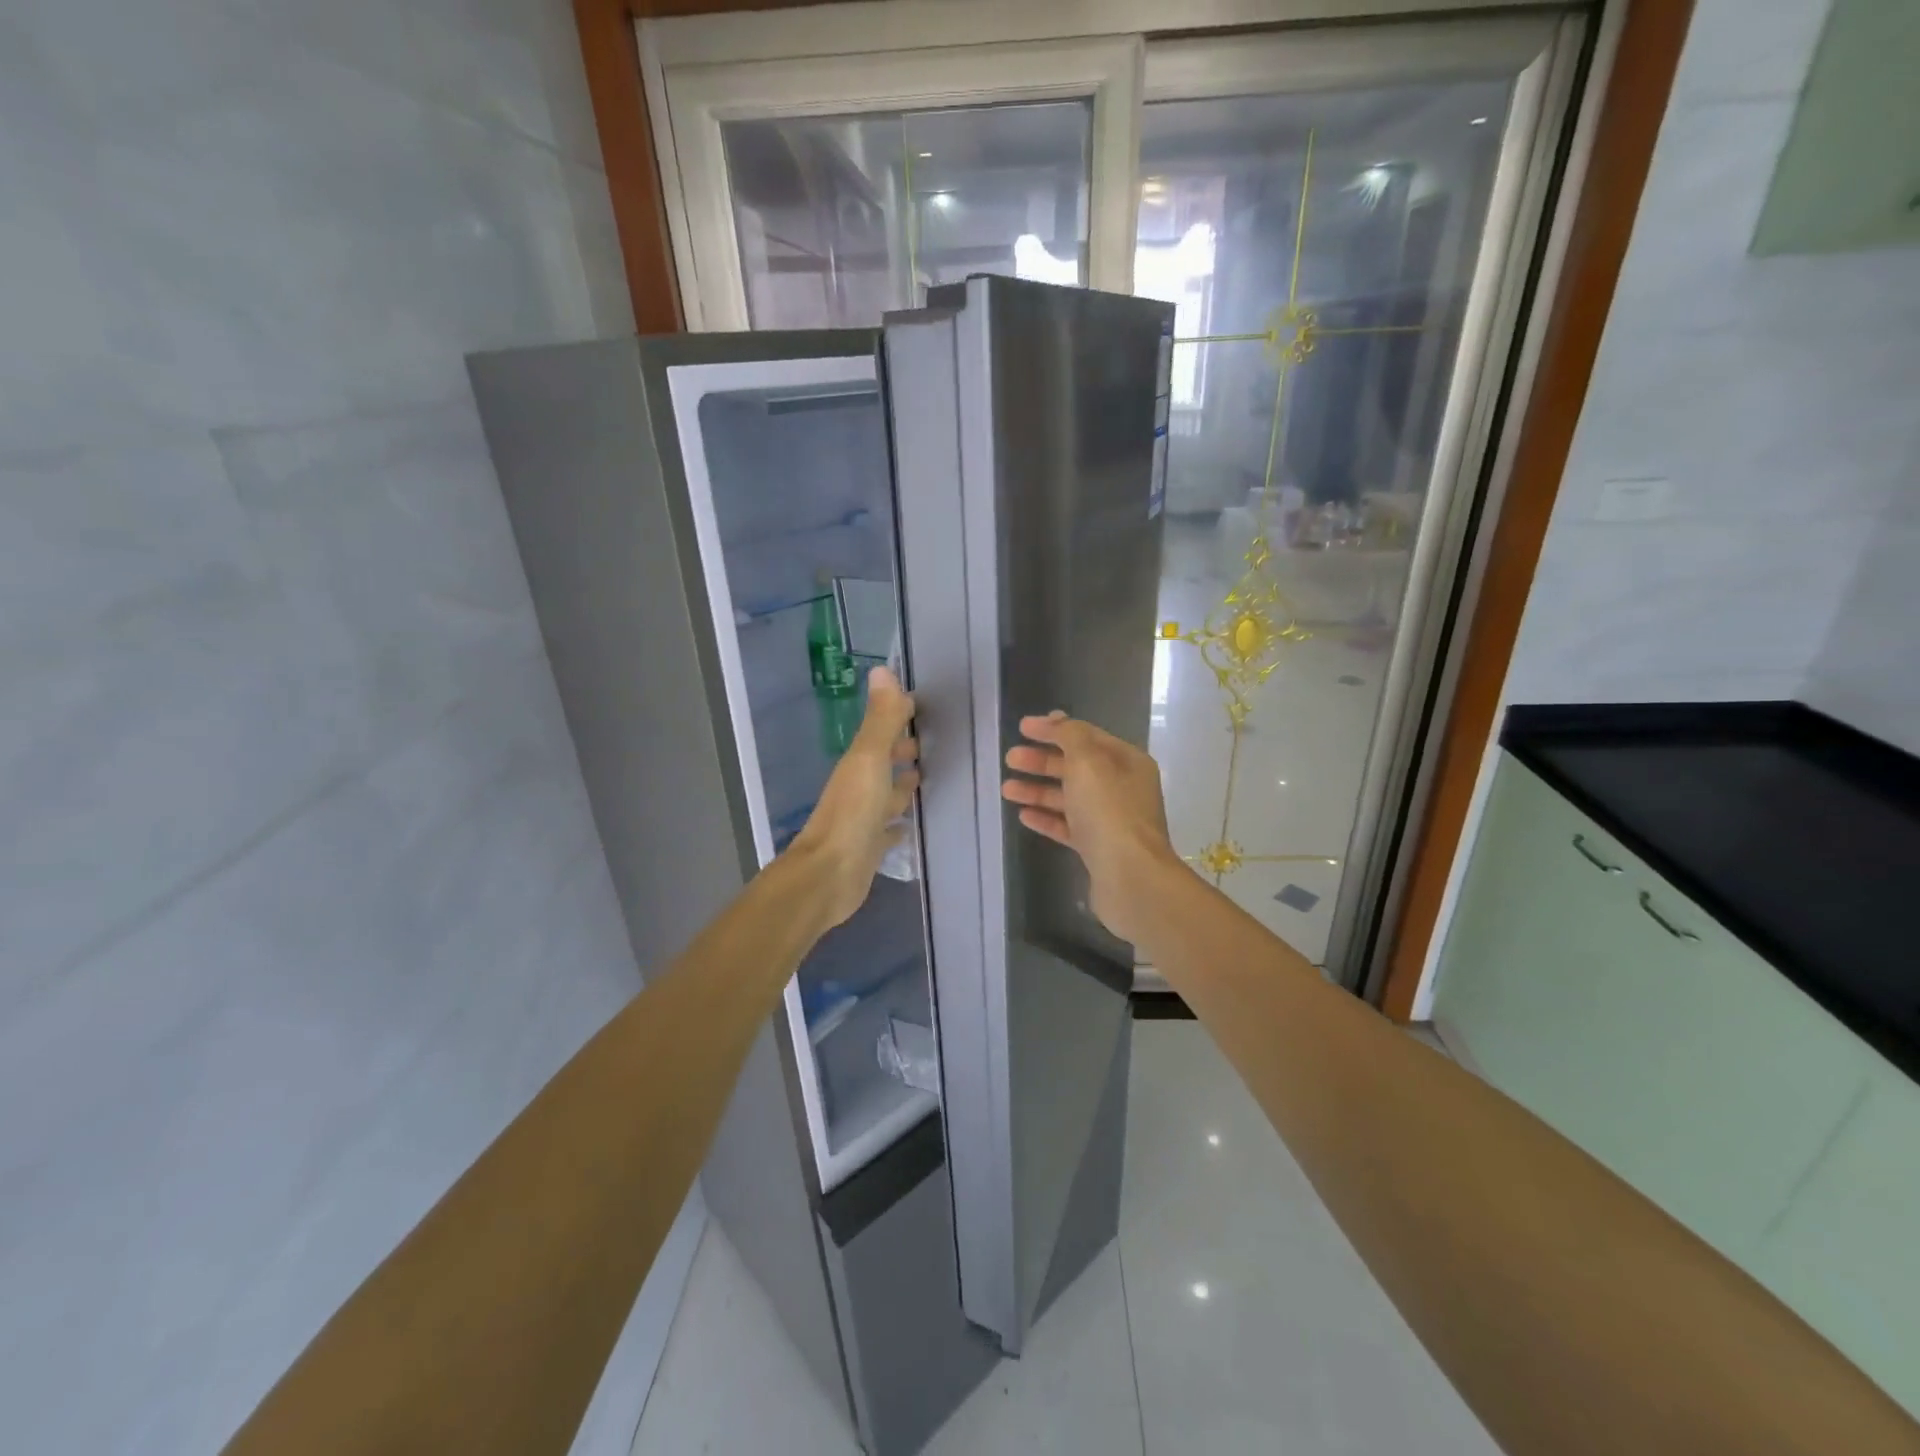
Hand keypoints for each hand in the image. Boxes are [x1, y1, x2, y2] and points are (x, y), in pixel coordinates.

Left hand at [787, 667, 918, 930]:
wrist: (830, 875)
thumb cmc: (852, 813)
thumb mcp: (869, 760)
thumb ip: (880, 720)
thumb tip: (882, 670)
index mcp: (859, 764)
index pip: (881, 732)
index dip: (897, 718)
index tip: (919, 706)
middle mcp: (860, 787)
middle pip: (884, 763)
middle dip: (901, 751)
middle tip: (929, 743)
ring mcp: (864, 819)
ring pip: (887, 795)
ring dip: (901, 786)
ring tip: (925, 777)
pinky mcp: (871, 847)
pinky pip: (889, 829)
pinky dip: (899, 823)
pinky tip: (910, 824)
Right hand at [1001, 712, 1182, 944]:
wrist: (1130, 877)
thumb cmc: (1109, 811)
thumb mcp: (1088, 762)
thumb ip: (1070, 736)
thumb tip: (1057, 719)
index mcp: (1126, 761)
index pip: (1086, 736)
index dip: (1054, 729)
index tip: (1021, 727)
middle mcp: (1121, 787)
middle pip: (1076, 766)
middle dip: (1042, 760)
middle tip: (1010, 759)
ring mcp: (1110, 820)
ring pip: (1069, 797)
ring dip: (1038, 790)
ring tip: (1007, 789)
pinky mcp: (1098, 848)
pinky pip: (1068, 826)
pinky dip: (1047, 818)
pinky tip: (1023, 815)